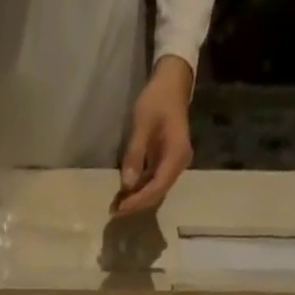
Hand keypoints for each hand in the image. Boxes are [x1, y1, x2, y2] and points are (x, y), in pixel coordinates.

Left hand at [112, 57, 194, 217]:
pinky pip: (155, 183)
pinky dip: (141, 190)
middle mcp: (179, 165)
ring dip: (138, 200)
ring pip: (156, 191)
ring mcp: (175, 166)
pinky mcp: (168, 164)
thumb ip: (135, 154)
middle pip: (157, 193)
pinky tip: (127, 193)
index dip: (138, 200)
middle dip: (137, 204)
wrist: (172, 83)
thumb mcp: (142, 123)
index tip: (120, 207)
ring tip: (118, 205)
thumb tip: (127, 185)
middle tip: (115, 211)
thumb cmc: (157, 99)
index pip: (157, 187)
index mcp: (176, 155)